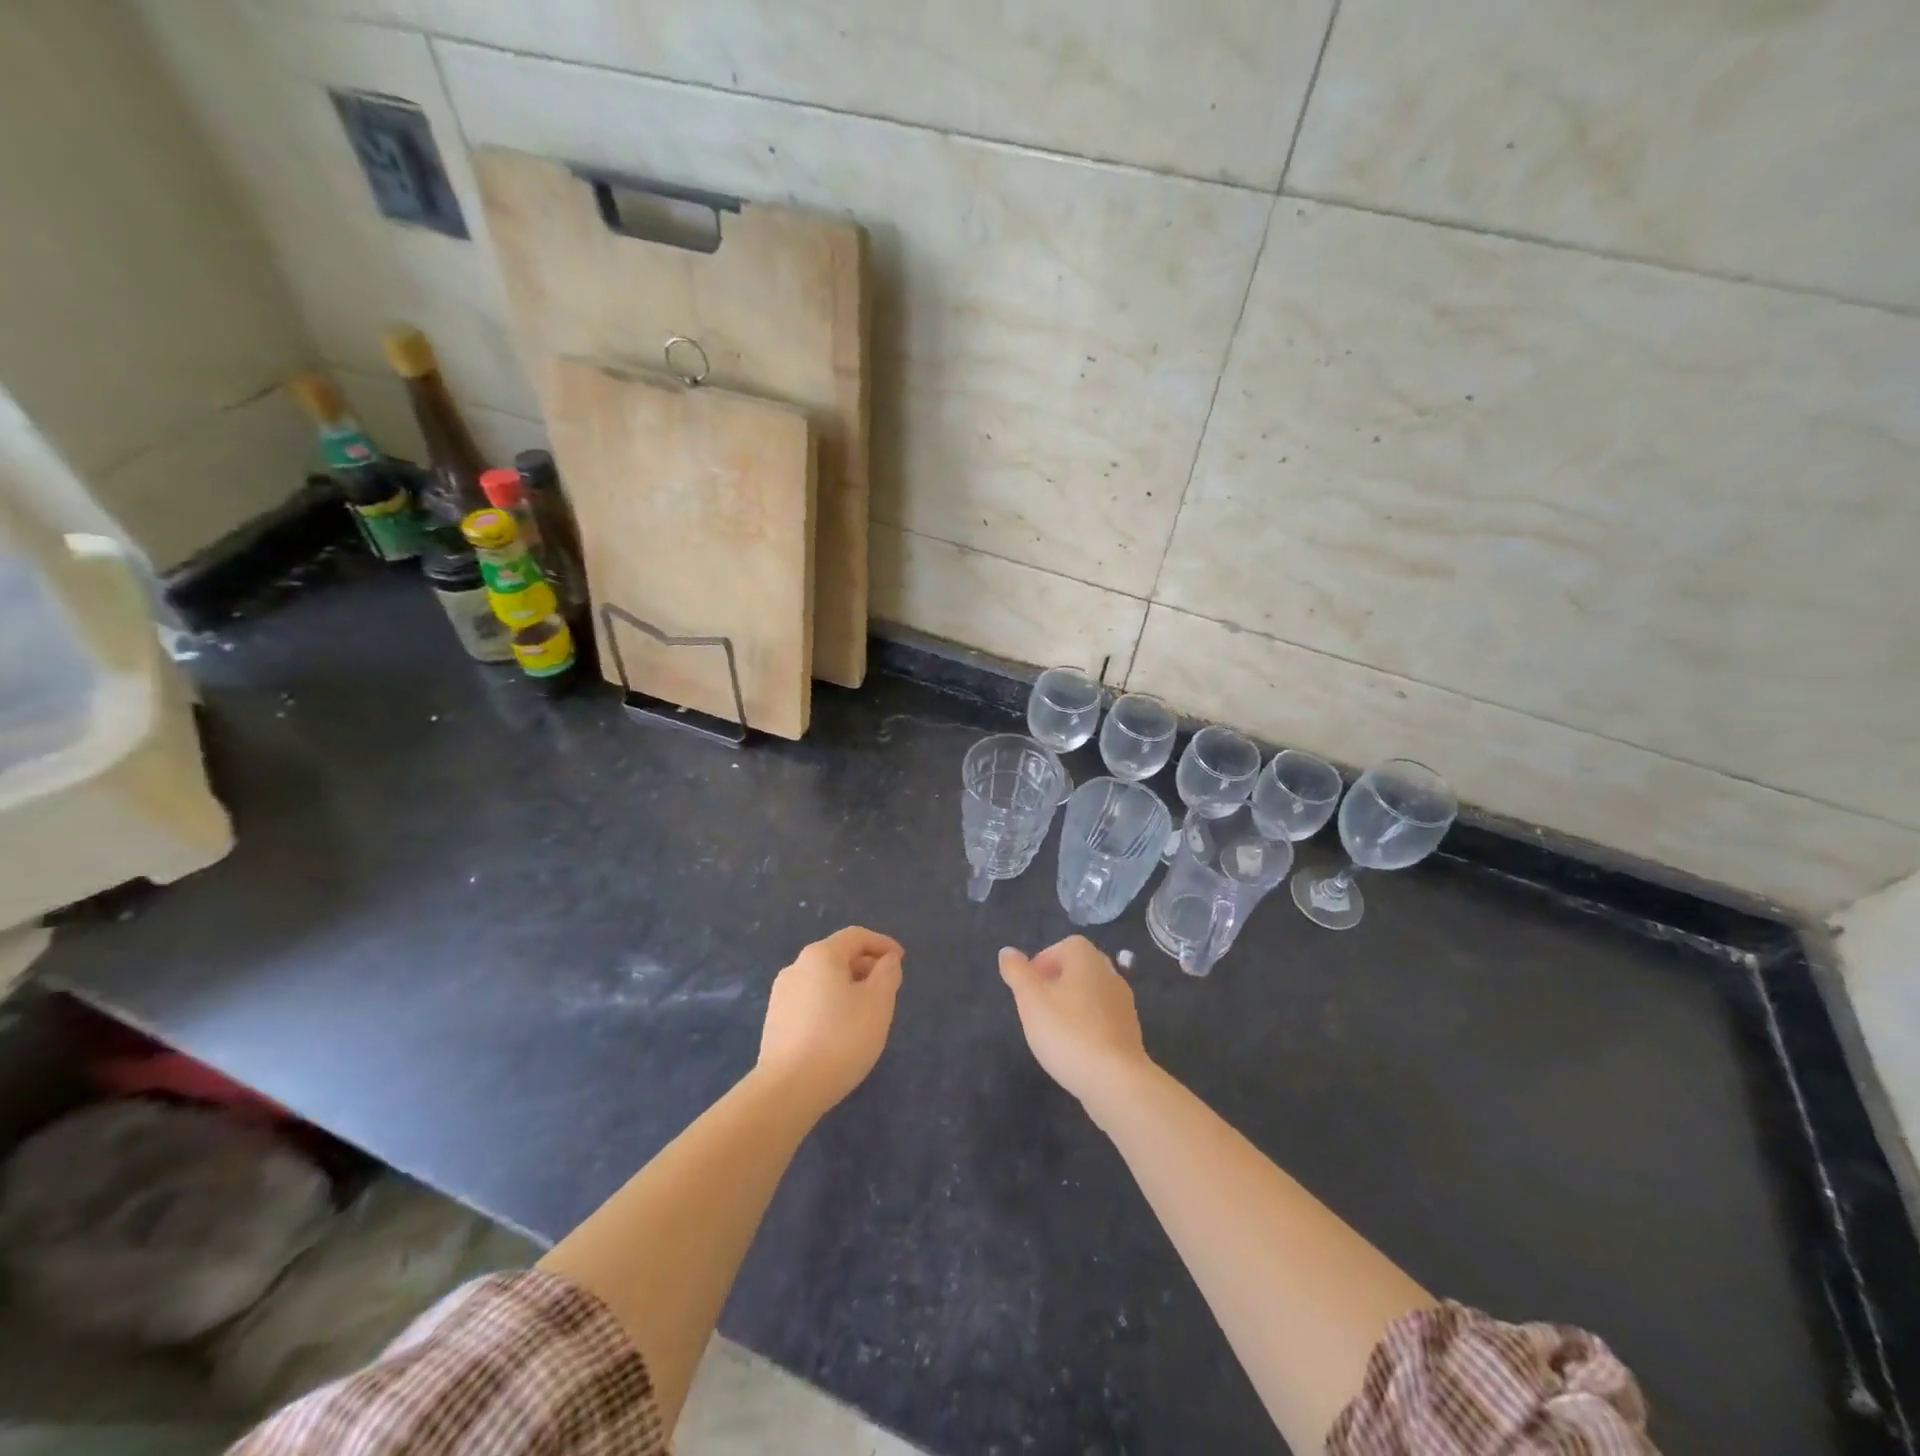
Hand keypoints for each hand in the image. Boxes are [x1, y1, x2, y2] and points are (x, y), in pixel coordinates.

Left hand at [757, 926, 903, 1116]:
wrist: (789, 1089)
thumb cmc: (841, 1038)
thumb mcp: (878, 1002)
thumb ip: (887, 973)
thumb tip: (886, 960)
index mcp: (821, 955)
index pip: (856, 936)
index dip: (883, 944)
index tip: (901, 961)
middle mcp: (796, 967)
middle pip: (838, 955)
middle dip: (866, 966)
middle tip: (887, 989)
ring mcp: (781, 994)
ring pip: (823, 979)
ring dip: (848, 986)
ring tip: (866, 1012)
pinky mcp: (775, 1020)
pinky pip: (810, 1000)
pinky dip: (831, 1004)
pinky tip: (840, 1030)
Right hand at [999, 937, 1153, 1111]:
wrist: (1116, 1080)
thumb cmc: (1068, 1032)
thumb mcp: (1030, 999)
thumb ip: (1017, 972)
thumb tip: (1008, 951)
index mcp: (1086, 957)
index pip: (1061, 947)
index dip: (1041, 964)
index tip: (1027, 990)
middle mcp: (1109, 972)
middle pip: (1076, 970)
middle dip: (1054, 985)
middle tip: (1036, 1009)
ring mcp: (1124, 1002)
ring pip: (1089, 995)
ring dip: (1071, 1006)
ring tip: (1053, 1032)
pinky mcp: (1130, 1030)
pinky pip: (1101, 1018)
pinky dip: (1086, 1026)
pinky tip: (1075, 1048)